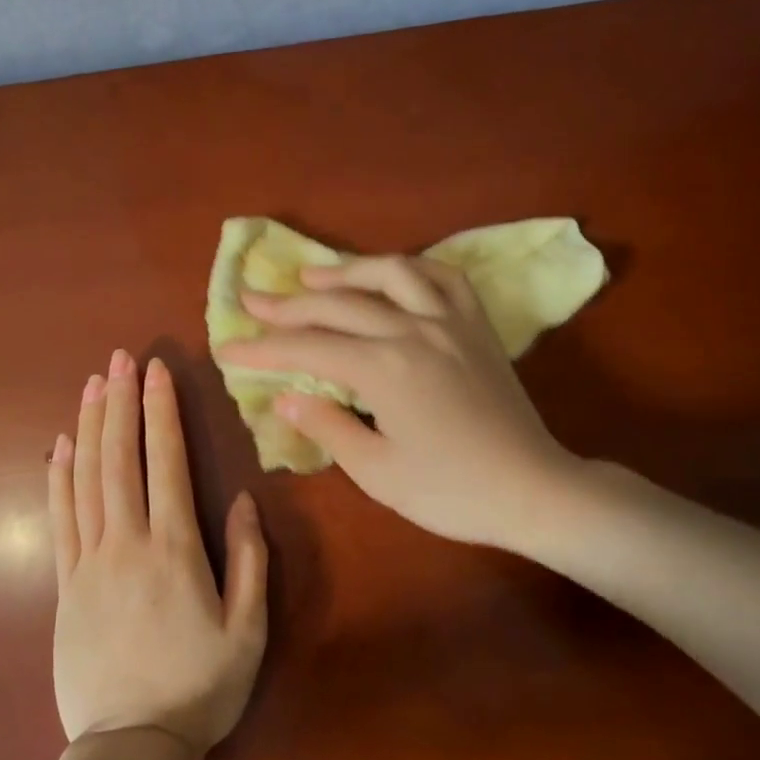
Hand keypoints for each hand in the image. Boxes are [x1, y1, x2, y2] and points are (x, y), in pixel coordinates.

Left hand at [48, 350, 269, 754]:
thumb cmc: (199, 689)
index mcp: (174, 550)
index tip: (156, 371)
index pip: (165, 463)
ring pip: (86, 479)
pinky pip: (59, 518)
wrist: (130, 746)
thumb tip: (242, 499)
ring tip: (91, 385)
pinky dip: (58, 477)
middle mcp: (126, 543)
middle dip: (120, 403)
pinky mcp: (65, 584)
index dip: (160, 413)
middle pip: (119, 459)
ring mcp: (89, 561)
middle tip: (118, 359)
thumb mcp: (247, 631)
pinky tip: (60, 446)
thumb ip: (248, 561)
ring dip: (89, 427)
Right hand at [216, 256, 581, 551]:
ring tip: (311, 273)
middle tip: (251, 299)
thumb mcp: (378, 472)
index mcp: (384, 369)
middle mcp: (413, 331)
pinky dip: (409, 267)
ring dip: (344, 271)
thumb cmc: (451, 492)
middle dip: (288, 303)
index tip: (226, 348)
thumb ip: (328, 427)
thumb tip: (284, 398)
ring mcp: (449, 322)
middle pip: (338, 304)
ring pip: (389, 274)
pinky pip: (442, 277)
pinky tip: (390, 273)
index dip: (261, 349)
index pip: (307, 349)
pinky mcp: (476, 325)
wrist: (533, 490)